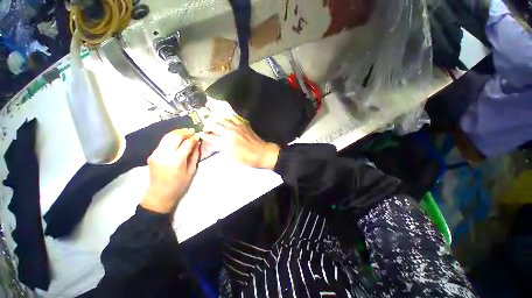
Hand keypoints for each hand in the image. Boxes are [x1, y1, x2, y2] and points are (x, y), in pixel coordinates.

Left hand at [141, 128, 199, 213]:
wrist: (159, 194)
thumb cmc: (179, 184)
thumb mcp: (191, 170)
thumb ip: (194, 155)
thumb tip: (197, 143)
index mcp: (176, 161)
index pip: (186, 144)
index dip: (193, 138)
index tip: (198, 135)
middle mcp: (164, 155)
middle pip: (174, 137)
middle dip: (184, 132)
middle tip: (192, 131)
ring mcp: (156, 154)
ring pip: (167, 137)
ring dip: (177, 132)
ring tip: (186, 131)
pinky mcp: (152, 154)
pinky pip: (163, 142)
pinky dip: (171, 137)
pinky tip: (177, 138)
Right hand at [199, 117, 279, 168]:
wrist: (262, 153)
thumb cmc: (247, 158)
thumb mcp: (231, 157)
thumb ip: (222, 148)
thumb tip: (216, 142)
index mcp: (225, 142)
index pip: (210, 136)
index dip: (204, 135)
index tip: (201, 134)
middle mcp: (229, 132)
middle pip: (214, 124)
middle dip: (207, 126)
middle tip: (205, 128)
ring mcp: (237, 126)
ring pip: (222, 119)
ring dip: (216, 119)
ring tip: (213, 121)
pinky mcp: (243, 124)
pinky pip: (233, 117)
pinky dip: (227, 117)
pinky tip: (225, 119)